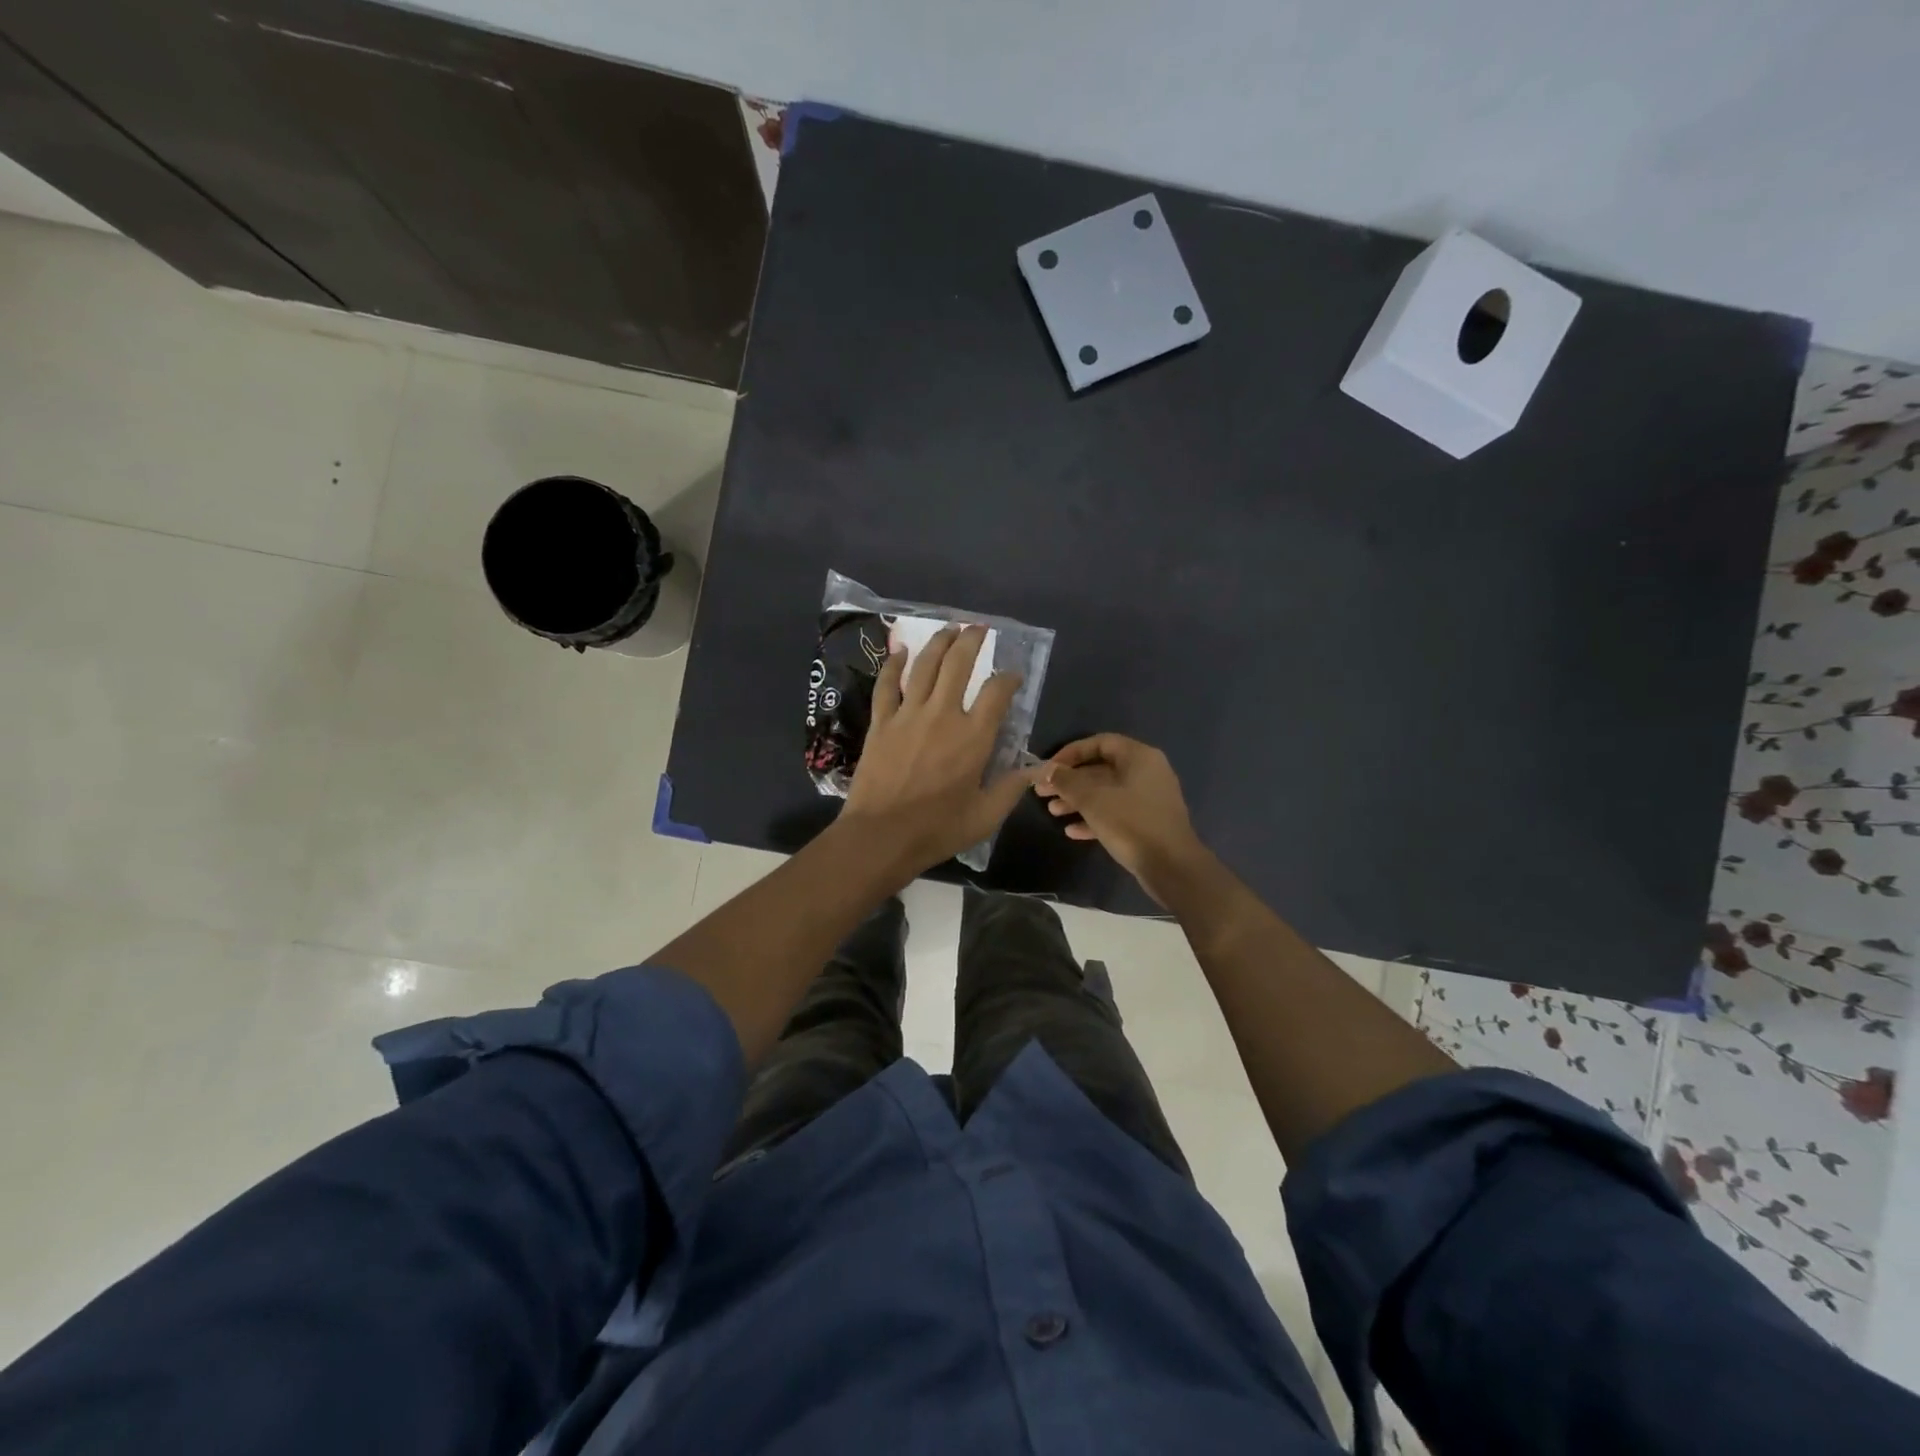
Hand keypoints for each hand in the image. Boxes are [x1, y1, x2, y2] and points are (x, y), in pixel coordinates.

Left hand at [841, 624, 1035, 878]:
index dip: (1008, 678)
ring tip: (949, 628)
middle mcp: (943, 715)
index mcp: (973, 737)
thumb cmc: (938, 829)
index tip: (1012, 676)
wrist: (881, 836)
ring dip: (939, 642)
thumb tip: (1039, 768)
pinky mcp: (881, 723)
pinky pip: (886, 685)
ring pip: (924, 666)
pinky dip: (893, 665)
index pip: (997, 692)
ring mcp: (908, 715)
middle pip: (958, 664)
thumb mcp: (986, 815)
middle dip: (972, 640)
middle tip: (979, 628)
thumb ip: (1013, 787)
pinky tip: (900, 651)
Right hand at [1036, 734, 1207, 904]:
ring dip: (1078, 801)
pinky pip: (1116, 813)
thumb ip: (1067, 781)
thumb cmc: (1131, 823)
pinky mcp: (1148, 823)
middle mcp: (1146, 772)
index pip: (1099, 742)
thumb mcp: (1092, 799)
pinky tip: (1072, 832)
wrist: (1172, 867)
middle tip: (1043, 792)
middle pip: (1101, 769)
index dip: (1071, 753)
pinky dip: (1094, 818)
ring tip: (1052, 812)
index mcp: (1139, 757)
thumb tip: (1047, 770)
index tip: (1049, 768)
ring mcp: (1149, 799)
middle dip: (1070, 781)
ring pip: (1106, 793)